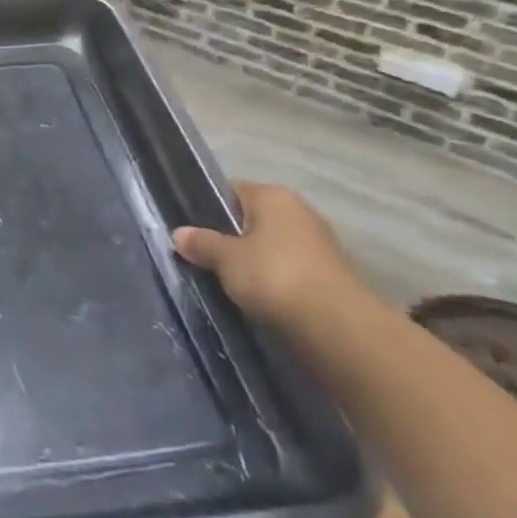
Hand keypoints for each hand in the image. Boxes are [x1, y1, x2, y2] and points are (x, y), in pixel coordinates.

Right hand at [173, 182, 362, 332]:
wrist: (338, 326)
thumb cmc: (274, 276)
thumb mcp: (225, 259)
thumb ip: (201, 243)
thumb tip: (179, 234)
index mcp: (272, 196)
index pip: (231, 191)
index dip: (208, 209)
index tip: (192, 231)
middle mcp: (299, 210)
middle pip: (253, 219)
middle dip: (232, 237)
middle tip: (207, 259)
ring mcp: (320, 243)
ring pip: (273, 246)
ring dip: (255, 261)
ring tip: (230, 282)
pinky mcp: (331, 274)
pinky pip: (291, 269)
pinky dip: (276, 281)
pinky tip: (260, 298)